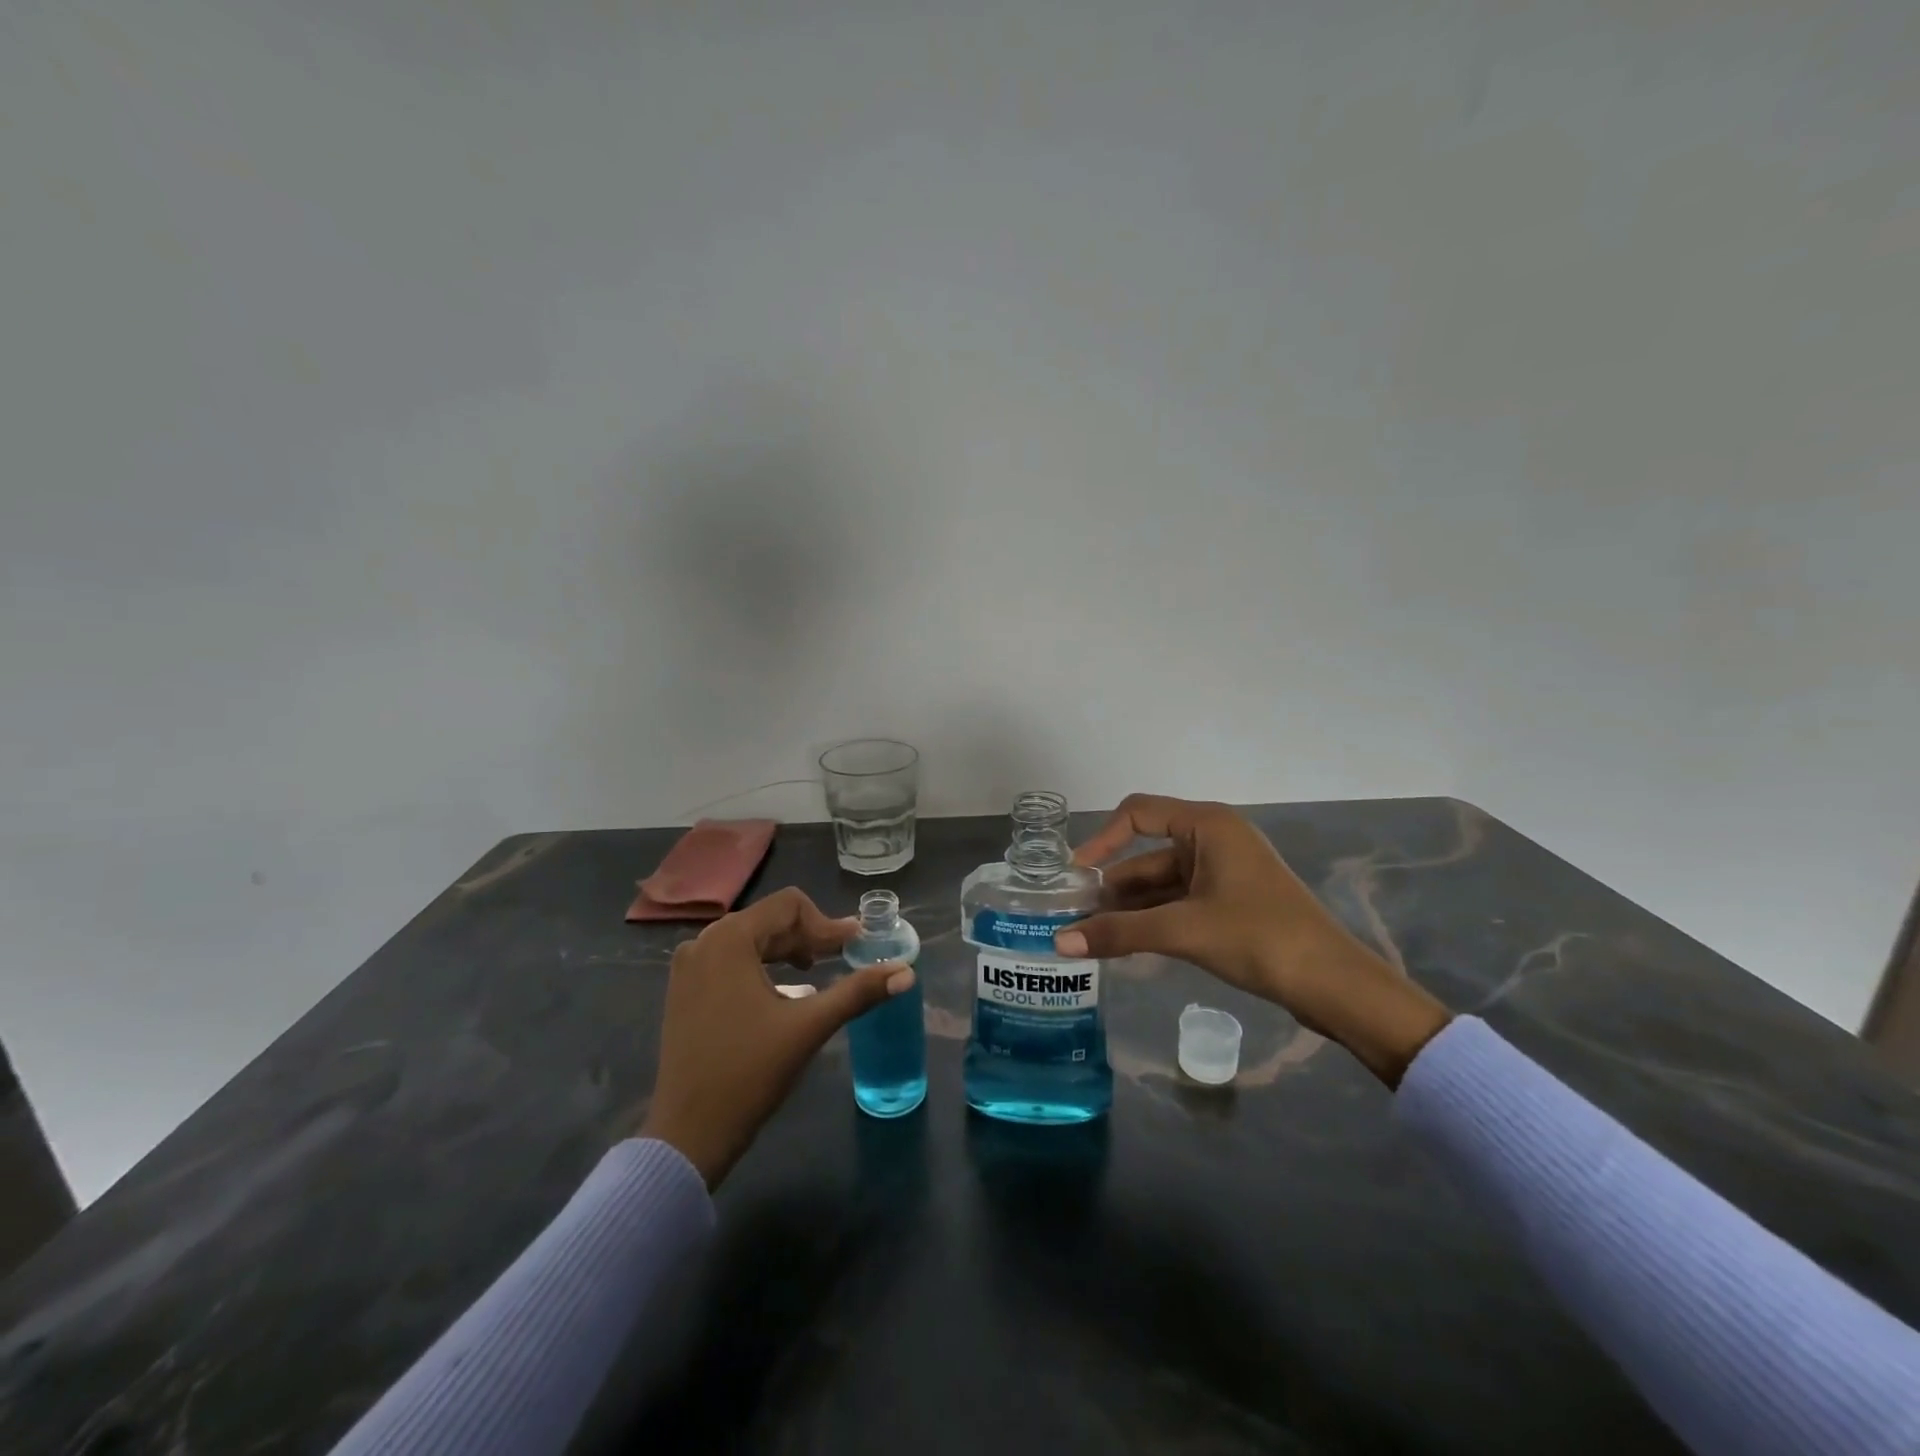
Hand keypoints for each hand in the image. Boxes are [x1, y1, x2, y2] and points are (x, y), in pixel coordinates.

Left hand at [640, 887, 914, 1186]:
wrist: (688, 1134)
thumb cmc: (749, 1073)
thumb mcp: (809, 1026)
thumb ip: (858, 991)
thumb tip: (907, 971)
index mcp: (729, 940)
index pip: (789, 905)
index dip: (827, 923)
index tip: (854, 947)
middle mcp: (703, 942)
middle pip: (769, 920)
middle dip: (809, 937)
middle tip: (842, 959)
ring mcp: (688, 967)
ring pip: (750, 939)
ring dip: (787, 950)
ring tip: (815, 973)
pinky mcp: (684, 991)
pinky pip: (730, 960)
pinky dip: (762, 966)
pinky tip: (782, 991)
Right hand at [1055, 795, 1450, 1085]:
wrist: (1334, 984)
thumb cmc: (1259, 937)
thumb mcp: (1183, 930)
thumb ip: (1119, 932)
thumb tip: (1059, 942)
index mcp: (1207, 826)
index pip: (1137, 813)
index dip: (1101, 839)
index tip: (1074, 874)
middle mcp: (1213, 840)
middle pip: (1147, 854)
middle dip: (1111, 885)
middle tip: (1074, 917)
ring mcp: (1224, 873)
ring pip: (1162, 883)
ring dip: (1129, 907)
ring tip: (1091, 936)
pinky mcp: (1231, 903)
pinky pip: (1179, 903)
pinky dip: (1152, 920)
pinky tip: (1126, 944)